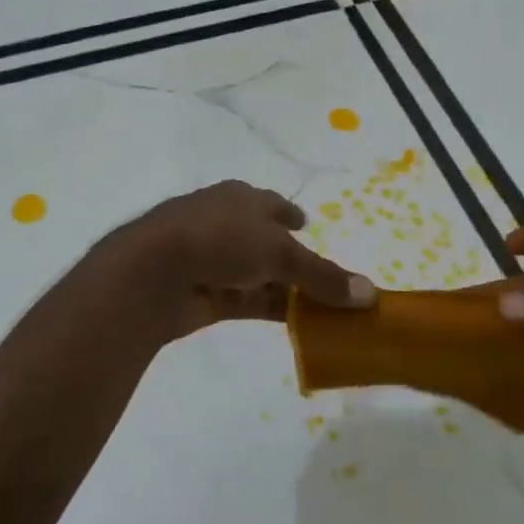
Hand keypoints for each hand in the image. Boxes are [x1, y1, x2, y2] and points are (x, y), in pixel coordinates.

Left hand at [105, 180, 376, 340]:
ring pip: (256, 275)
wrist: (152, 272)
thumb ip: (323, 276)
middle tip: (319, 275)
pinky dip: (267, 309)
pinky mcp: (203, 295)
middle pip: (264, 242)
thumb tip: (371, 294)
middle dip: (289, 257)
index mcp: (239, 199)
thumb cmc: (219, 240)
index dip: (289, 213)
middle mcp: (224, 225)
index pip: (270, 204)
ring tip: (318, 307)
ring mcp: (210, 261)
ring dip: (283, 289)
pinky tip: (293, 323)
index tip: (305, 223)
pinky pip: (244, 302)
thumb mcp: (280, 252)